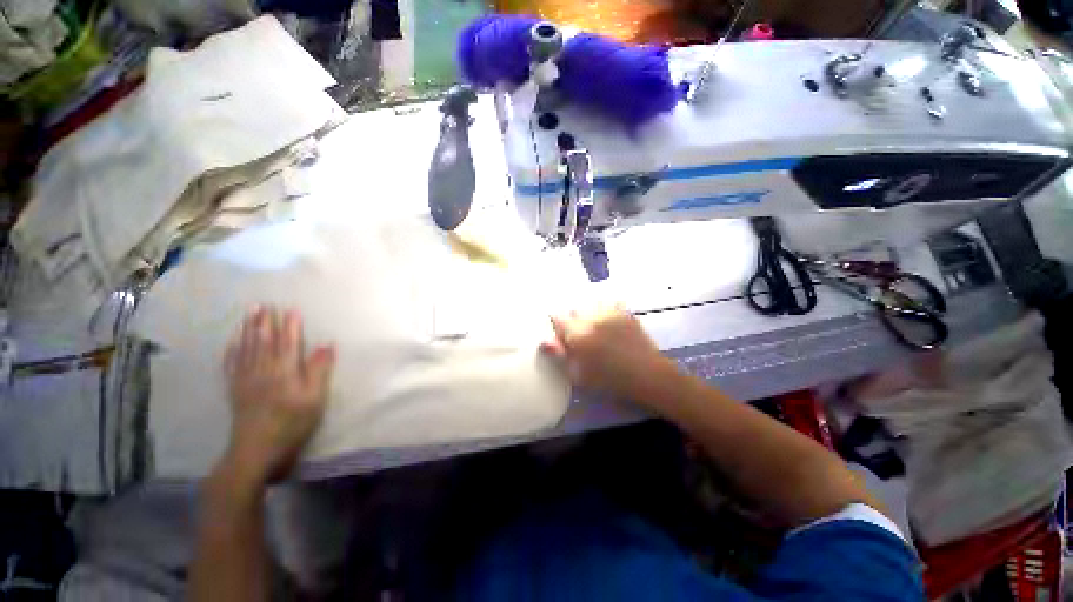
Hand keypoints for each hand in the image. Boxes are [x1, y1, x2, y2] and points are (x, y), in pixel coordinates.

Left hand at [221, 307, 335, 486]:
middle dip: (264, 322)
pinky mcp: (235, 390)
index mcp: (284, 371)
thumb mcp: (314, 399)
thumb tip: (327, 345)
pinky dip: (232, 351)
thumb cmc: (292, 423)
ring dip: (248, 330)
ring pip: (246, 349)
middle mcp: (263, 370)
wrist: (256, 450)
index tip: (291, 309)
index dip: (290, 325)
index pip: (288, 343)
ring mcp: (245, 380)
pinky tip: (232, 342)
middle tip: (263, 304)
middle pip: (264, 342)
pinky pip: (231, 365)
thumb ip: (319, 370)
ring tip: (248, 314)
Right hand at [540, 304, 676, 403]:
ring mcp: (610, 313)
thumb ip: (561, 355)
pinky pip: (612, 302)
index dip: (556, 325)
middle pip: (574, 310)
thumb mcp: (580, 374)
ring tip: (595, 326)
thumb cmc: (610, 380)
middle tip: (579, 336)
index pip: (557, 318)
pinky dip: (607, 308)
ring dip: (589, 312)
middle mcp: (592, 318)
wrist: (647, 375)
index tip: (560, 334)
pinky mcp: (625, 313)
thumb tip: (545, 341)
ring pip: (592, 303)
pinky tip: (609, 320)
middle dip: (573, 320)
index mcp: (578, 333)